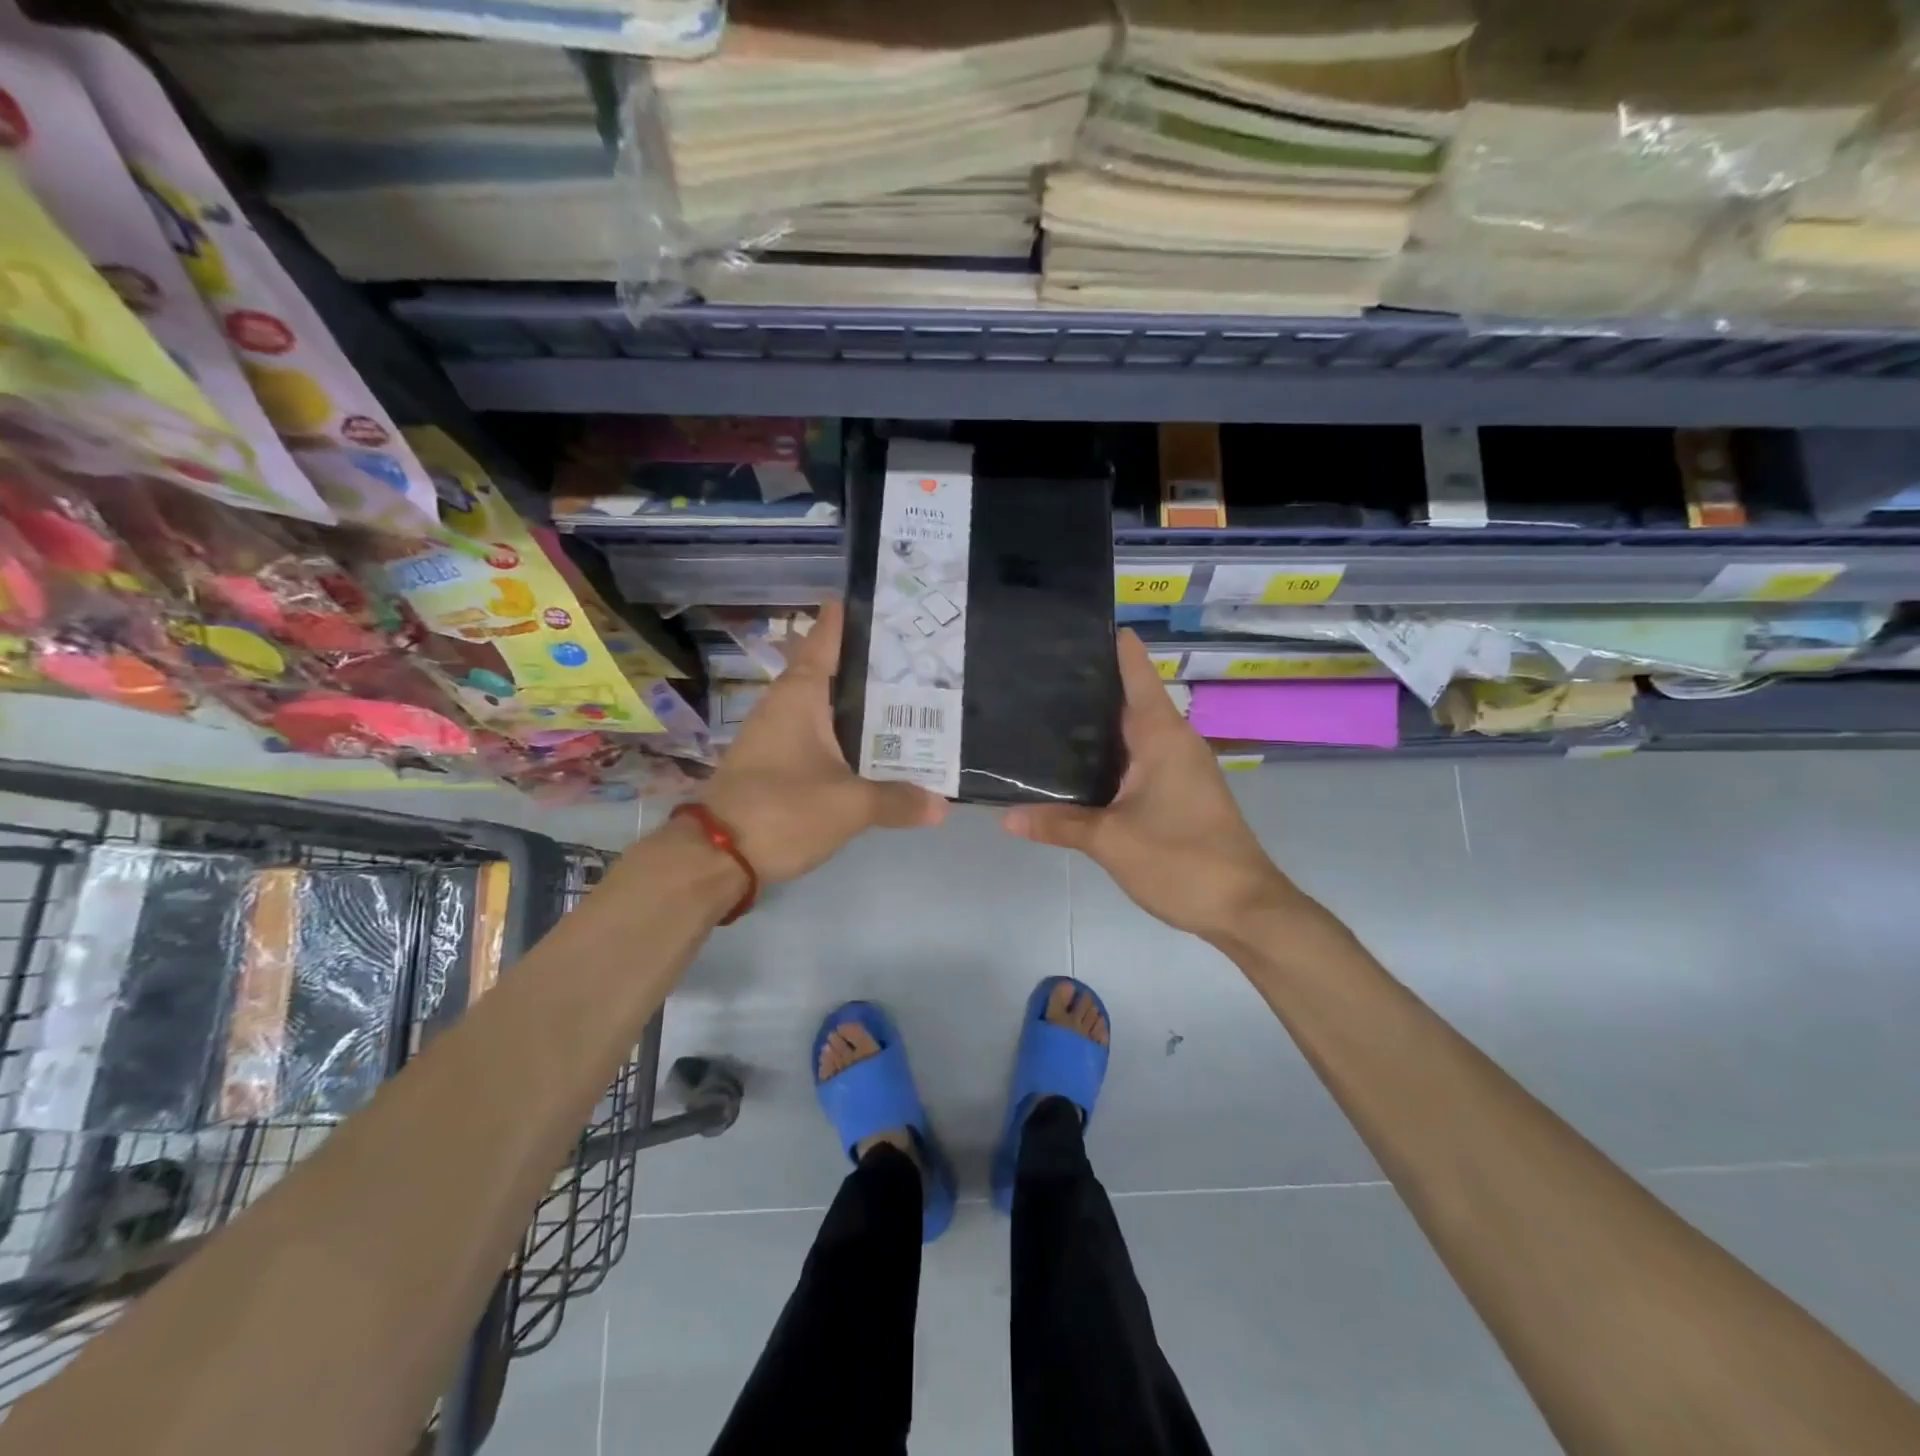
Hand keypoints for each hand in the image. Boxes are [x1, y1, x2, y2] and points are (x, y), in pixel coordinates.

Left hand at [699, 599, 946, 883]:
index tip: (887, 603)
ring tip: (911, 699)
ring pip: (828, 705)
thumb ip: (898, 800)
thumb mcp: (850, 805)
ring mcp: (778, 733)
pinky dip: (849, 734)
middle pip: (834, 669)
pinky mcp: (776, 762)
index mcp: (802, 694)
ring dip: (862, 703)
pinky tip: (877, 747)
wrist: (716, 857)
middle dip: (873, 663)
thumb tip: (941, 805)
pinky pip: (821, 735)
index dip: (853, 616)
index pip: (827, 637)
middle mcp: (787, 704)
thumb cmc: (783, 811)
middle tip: (922, 657)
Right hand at [1001, 628, 1299, 940]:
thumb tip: (1005, 816)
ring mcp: (1178, 765)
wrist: (1245, 909)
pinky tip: (1072, 764)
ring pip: (1130, 729)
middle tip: (1029, 673)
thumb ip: (1058, 824)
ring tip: (1039, 711)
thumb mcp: (1111, 842)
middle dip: (1084, 684)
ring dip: (1094, 722)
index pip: (1134, 668)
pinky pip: (1136, 757)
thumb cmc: (1182, 861)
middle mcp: (1172, 740)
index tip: (1063, 628)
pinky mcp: (1177, 790)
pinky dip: (1106, 754)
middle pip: (1126, 695)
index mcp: (1161, 734)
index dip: (1105, 642)